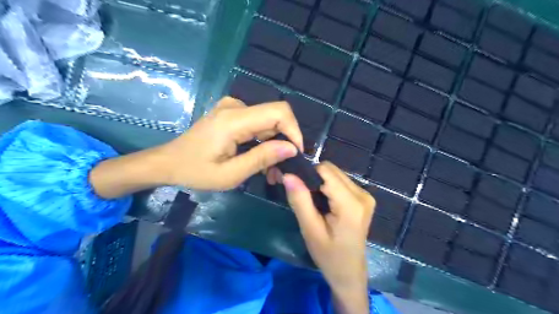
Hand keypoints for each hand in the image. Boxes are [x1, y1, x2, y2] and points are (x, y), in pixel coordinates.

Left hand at [159, 98, 303, 189]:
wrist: (168, 163)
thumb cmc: (195, 171)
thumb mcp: (230, 174)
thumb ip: (261, 158)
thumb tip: (291, 148)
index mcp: (233, 120)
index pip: (278, 112)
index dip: (294, 131)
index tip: (296, 155)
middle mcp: (235, 107)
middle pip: (275, 116)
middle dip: (284, 142)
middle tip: (281, 170)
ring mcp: (232, 107)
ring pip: (268, 121)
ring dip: (274, 145)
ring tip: (270, 171)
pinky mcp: (231, 113)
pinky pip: (257, 123)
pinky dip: (263, 141)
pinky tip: (259, 158)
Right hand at [284, 162, 374, 313]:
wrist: (349, 273)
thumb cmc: (329, 255)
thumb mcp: (310, 230)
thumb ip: (300, 200)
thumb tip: (288, 175)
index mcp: (351, 203)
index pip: (325, 171)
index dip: (308, 174)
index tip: (295, 186)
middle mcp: (362, 194)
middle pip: (332, 170)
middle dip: (314, 178)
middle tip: (303, 197)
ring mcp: (365, 195)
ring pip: (336, 174)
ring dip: (321, 183)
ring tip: (314, 203)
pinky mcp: (364, 198)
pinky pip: (341, 181)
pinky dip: (329, 187)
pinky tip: (325, 203)